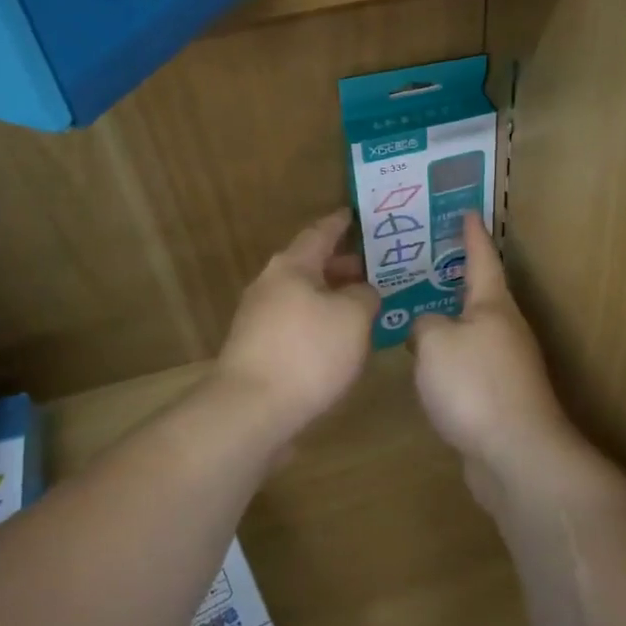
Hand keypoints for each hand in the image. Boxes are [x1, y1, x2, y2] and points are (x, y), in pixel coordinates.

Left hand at [216, 210, 379, 438]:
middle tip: (373, 268)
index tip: (354, 215)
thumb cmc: (308, 352)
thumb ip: (364, 296)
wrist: (252, 410)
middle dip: (340, 265)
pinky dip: (320, 322)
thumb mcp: (353, 318)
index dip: (339, 224)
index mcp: (292, 267)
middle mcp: (270, 286)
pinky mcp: (257, 350)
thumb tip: (361, 292)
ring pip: (302, 296)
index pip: (319, 233)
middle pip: (309, 266)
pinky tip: (339, 340)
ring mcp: (258, 319)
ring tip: (362, 305)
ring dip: (331, 296)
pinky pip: (296, 323)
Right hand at [410, 214, 579, 510]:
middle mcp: (505, 328)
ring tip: (416, 308)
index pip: (482, 257)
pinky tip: (426, 362)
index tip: (466, 211)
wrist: (515, 453)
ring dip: (449, 317)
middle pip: (480, 293)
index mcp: (493, 305)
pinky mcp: (498, 396)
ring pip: (472, 329)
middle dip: (455, 275)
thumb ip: (424, 324)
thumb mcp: (436, 342)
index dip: (472, 234)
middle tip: (424, 259)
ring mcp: (506, 364)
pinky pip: (468, 361)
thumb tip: (427, 328)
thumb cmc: (475, 385)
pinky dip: (448, 354)